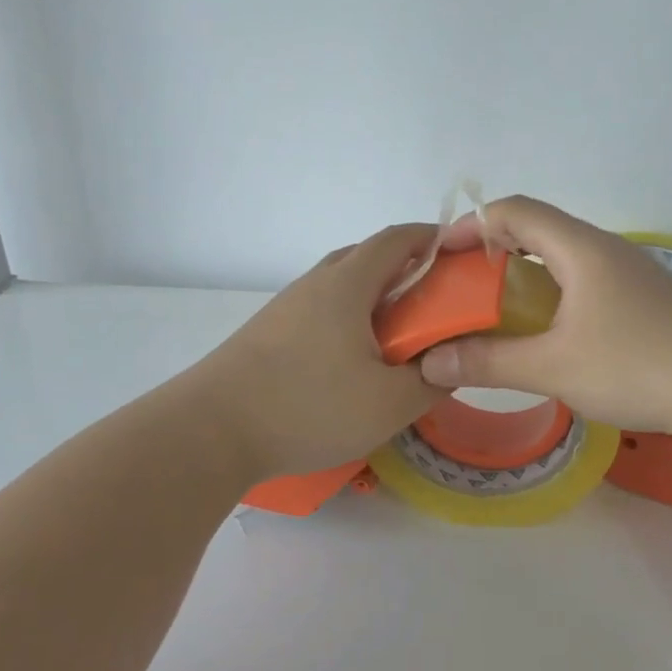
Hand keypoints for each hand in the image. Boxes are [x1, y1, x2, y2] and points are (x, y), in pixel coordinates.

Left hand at [195, 224, 445, 477]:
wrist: (210, 431)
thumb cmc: (307, 407)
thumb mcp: (389, 403)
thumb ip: (431, 380)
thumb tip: (449, 363)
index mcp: (347, 284)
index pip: (397, 239)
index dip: (432, 239)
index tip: (460, 256)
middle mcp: (315, 283)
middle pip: (367, 258)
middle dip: (407, 270)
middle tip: (436, 303)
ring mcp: (287, 308)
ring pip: (341, 287)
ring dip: (375, 299)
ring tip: (399, 337)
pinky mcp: (268, 333)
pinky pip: (321, 312)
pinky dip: (349, 321)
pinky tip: (353, 361)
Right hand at [417, 197, 671, 438]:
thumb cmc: (636, 367)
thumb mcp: (553, 367)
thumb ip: (489, 362)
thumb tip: (430, 362)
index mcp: (581, 249)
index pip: (515, 211)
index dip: (471, 225)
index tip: (440, 256)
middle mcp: (606, 250)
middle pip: (538, 229)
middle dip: (493, 250)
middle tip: (462, 286)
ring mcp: (631, 274)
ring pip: (564, 257)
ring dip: (524, 274)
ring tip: (497, 308)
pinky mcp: (646, 300)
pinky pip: (585, 280)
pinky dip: (553, 293)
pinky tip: (549, 330)